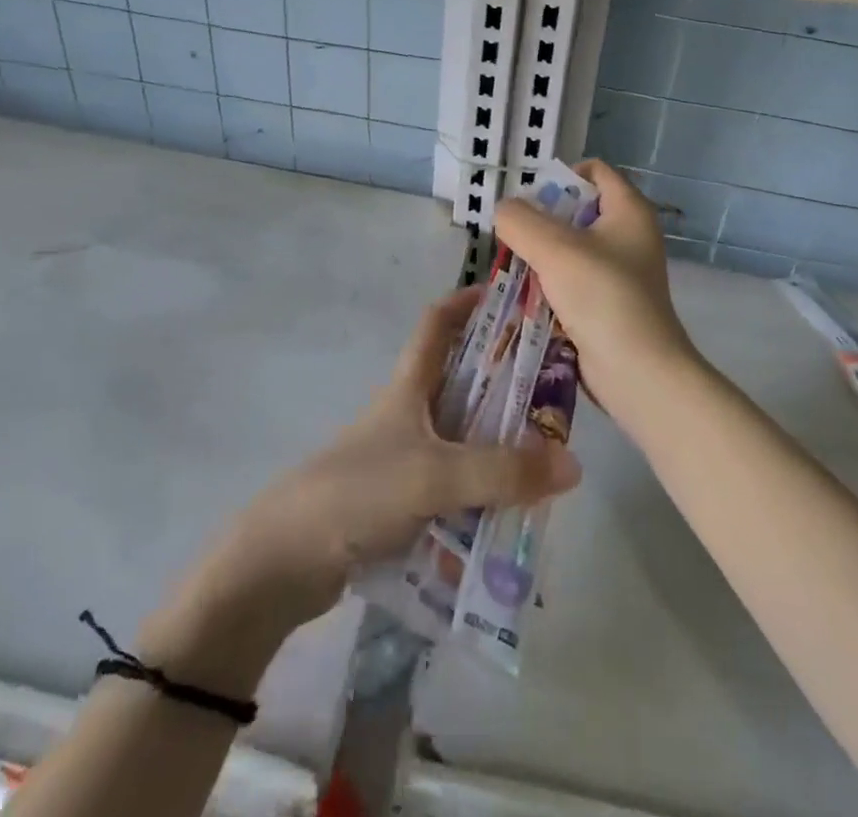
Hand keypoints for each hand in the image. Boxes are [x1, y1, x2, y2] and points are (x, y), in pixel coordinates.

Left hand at [185, 288, 582, 634]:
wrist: (284, 561)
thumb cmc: (358, 492)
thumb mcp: (434, 475)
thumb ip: (502, 472)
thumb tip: (573, 464)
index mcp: (408, 387)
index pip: (437, 323)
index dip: (468, 302)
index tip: (509, 295)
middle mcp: (406, 414)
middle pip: (460, 381)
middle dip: (503, 381)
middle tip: (553, 390)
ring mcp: (400, 458)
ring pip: (460, 439)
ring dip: (496, 445)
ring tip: (546, 461)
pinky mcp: (397, 501)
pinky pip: (451, 486)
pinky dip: (479, 493)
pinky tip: (509, 515)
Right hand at [494, 161, 701, 424]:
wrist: (638, 372)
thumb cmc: (603, 297)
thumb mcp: (555, 249)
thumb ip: (521, 221)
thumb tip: (504, 211)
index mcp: (628, 210)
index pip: (594, 171)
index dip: (560, 176)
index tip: (528, 199)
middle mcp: (628, 236)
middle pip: (576, 211)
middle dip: (540, 221)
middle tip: (511, 235)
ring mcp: (619, 272)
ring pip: (569, 249)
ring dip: (539, 256)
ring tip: (510, 267)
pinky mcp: (606, 303)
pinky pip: (570, 281)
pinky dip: (548, 284)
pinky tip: (523, 296)